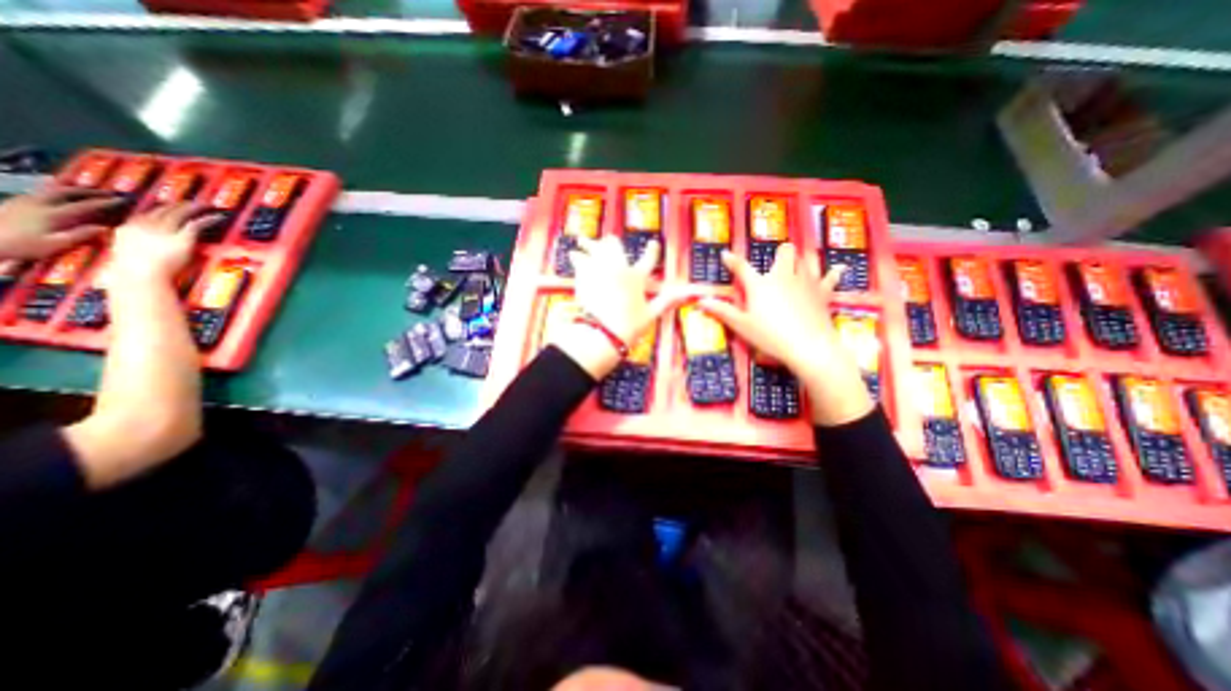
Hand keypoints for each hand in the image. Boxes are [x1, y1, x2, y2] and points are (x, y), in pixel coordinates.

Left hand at [0, 187, 120, 258]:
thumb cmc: (22, 246)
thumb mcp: (56, 244)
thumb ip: (81, 235)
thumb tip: (105, 228)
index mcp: (53, 214)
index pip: (86, 205)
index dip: (105, 202)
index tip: (123, 200)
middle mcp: (38, 203)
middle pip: (66, 192)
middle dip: (90, 191)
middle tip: (108, 192)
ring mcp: (23, 202)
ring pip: (51, 190)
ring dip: (72, 189)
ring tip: (87, 190)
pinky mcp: (14, 203)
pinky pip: (40, 193)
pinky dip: (55, 191)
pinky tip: (59, 194)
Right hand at [108, 202, 217, 284]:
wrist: (140, 275)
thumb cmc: (133, 271)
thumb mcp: (125, 253)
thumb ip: (131, 245)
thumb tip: (135, 243)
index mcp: (127, 229)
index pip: (144, 215)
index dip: (158, 210)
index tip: (167, 207)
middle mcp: (144, 226)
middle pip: (162, 211)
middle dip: (175, 205)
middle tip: (189, 202)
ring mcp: (163, 231)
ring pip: (179, 214)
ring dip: (192, 208)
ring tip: (204, 205)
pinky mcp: (182, 238)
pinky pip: (197, 224)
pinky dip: (208, 219)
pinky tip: (218, 216)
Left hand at [558, 236, 690, 376]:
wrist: (603, 333)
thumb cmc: (630, 326)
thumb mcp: (651, 314)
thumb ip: (666, 301)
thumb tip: (685, 294)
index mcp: (637, 277)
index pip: (648, 259)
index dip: (652, 250)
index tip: (653, 243)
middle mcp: (618, 268)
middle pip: (615, 245)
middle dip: (612, 243)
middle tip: (609, 241)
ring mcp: (600, 270)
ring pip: (594, 248)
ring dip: (589, 244)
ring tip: (582, 240)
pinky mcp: (583, 277)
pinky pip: (579, 261)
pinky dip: (576, 258)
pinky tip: (573, 255)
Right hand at [703, 242, 873, 425]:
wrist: (809, 347)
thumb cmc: (771, 336)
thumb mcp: (741, 326)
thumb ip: (721, 311)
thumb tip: (701, 301)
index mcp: (760, 284)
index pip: (742, 268)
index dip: (732, 260)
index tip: (725, 254)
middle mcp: (783, 276)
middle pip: (784, 252)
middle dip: (780, 254)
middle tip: (775, 265)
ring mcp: (805, 282)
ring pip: (805, 259)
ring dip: (799, 261)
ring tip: (796, 266)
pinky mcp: (823, 292)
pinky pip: (830, 278)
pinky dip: (832, 274)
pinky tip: (837, 270)